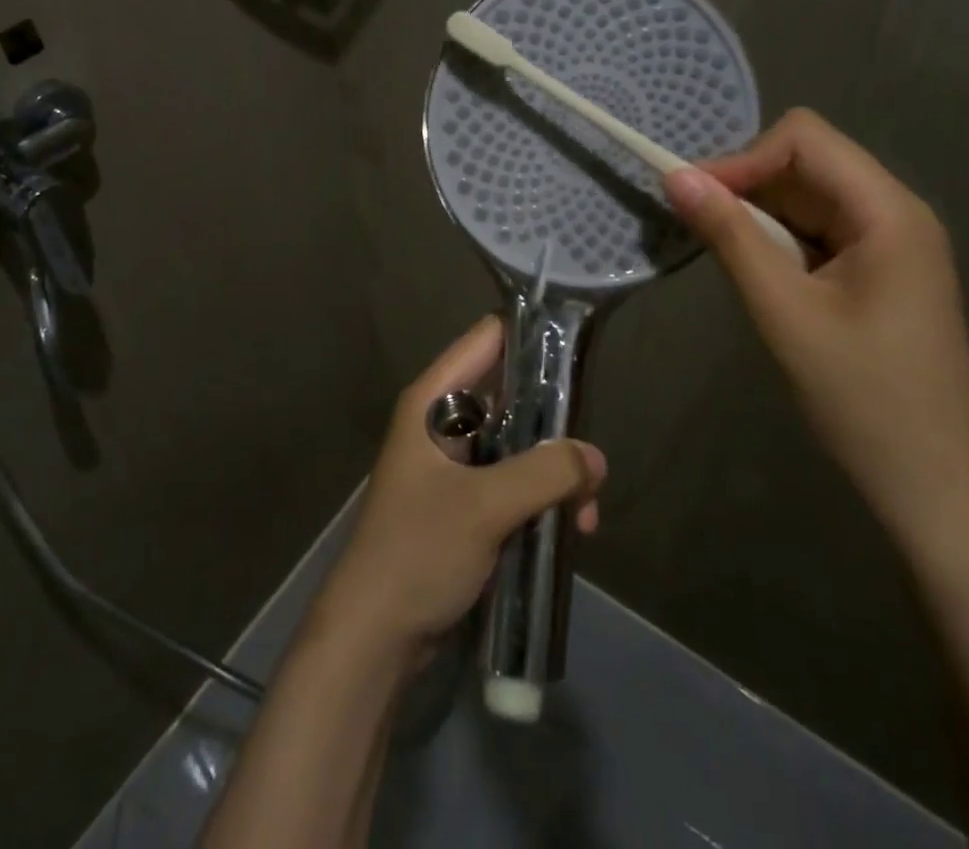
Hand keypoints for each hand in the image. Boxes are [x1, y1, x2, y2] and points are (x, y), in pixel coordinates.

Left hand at [314, 316, 606, 658]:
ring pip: (517, 442)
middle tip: (593, 455)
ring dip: (554, 469)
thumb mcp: (485, 506)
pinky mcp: (465, 501)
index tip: (581, 348)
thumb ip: (545, 473)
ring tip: (587, 512)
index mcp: (434, 400)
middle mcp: (443, 421)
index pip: (488, 338)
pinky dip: (542, 496)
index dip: (532, 333)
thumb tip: (595, 457)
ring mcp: (454, 463)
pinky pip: (513, 480)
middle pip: (511, 392)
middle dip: (555, 421)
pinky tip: (570, 530)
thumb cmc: (418, 552)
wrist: (374, 636)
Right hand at [663, 108, 968, 549]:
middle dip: (747, 184)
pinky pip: (816, 229)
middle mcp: (895, 213)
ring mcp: (890, 243)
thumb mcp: (783, 311)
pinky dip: (777, 238)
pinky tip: (757, 273)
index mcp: (888, 212)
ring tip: (723, 253)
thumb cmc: (862, 397)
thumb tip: (676, 177)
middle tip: (698, 225)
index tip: (694, 197)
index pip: (805, 139)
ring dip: (758, 214)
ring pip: (806, 196)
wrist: (933, 486)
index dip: (744, 157)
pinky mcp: (877, 271)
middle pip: (807, 162)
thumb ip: (730, 236)